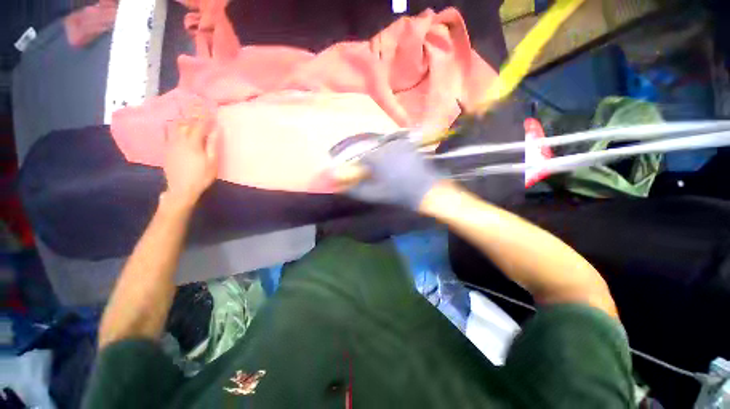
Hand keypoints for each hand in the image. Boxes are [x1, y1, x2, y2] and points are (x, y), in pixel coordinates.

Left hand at [163, 113, 218, 206]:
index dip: (205, 118)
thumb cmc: (201, 176)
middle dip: (194, 116)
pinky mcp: (166, 150)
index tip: (210, 111)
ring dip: (183, 120)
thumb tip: (216, 130)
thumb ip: (213, 145)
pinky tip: (175, 127)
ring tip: (188, 117)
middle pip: (186, 124)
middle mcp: (179, 140)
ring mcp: (171, 144)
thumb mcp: (212, 162)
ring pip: (175, 127)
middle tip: (199, 110)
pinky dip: (172, 127)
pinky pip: (168, 134)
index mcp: (192, 143)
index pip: (199, 125)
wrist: (181, 189)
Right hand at [346, 138, 442, 209]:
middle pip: (371, 153)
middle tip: (376, 176)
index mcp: (376, 158)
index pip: (361, 159)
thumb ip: (356, 190)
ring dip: (381, 159)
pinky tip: (397, 166)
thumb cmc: (400, 194)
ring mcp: (399, 144)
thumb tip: (342, 188)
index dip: (360, 168)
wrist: (427, 191)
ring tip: (388, 172)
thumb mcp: (375, 194)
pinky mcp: (409, 145)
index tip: (363, 176)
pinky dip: (391, 155)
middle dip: (371, 164)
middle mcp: (386, 146)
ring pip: (382, 149)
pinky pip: (394, 148)